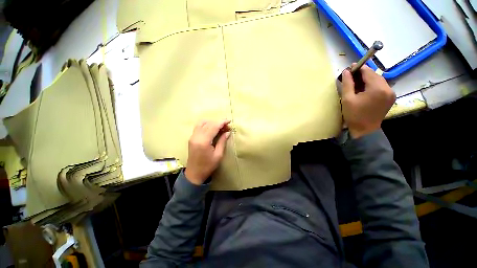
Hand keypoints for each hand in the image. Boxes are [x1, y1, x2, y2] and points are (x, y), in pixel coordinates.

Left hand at [185, 120, 230, 184]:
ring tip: (220, 126)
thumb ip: (222, 141)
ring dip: (212, 122)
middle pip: (208, 123)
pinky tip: (212, 128)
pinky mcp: (191, 138)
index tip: (229, 121)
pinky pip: (198, 126)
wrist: (194, 174)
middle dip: (218, 122)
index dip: (222, 122)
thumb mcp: (218, 155)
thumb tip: (227, 132)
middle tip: (227, 126)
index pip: (213, 126)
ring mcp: (192, 136)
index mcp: (203, 141)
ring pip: (202, 123)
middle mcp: (196, 136)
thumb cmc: (208, 166)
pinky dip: (206, 124)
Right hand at [341, 64, 395, 138]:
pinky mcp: (390, 98)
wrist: (365, 130)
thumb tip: (347, 71)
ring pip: (378, 80)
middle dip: (363, 73)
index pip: (368, 72)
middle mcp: (387, 88)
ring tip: (357, 83)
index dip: (359, 68)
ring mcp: (391, 93)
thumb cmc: (354, 115)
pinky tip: (365, 89)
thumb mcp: (347, 99)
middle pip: (375, 75)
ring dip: (368, 79)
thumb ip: (348, 83)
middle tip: (352, 75)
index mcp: (377, 88)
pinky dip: (373, 85)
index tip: (350, 67)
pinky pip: (381, 86)